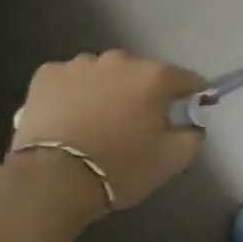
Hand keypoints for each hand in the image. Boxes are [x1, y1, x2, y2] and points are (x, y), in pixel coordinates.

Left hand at [8, 52, 205, 210]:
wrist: (51, 180)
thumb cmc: (121, 167)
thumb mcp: (174, 158)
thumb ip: (194, 134)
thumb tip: (192, 122)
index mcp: (156, 77)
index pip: (189, 79)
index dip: (196, 95)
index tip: (195, 110)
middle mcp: (121, 61)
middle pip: (145, 73)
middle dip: (147, 92)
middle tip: (141, 120)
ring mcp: (80, 65)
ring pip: (106, 73)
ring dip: (110, 89)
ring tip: (101, 118)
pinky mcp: (46, 75)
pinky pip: (71, 78)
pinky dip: (75, 91)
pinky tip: (71, 115)